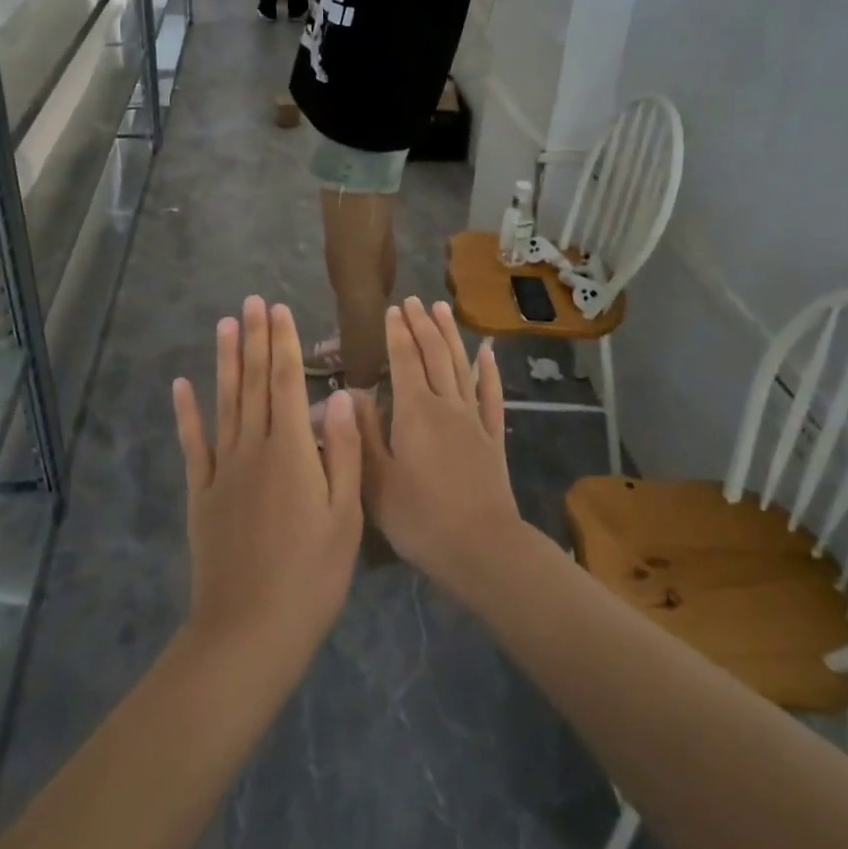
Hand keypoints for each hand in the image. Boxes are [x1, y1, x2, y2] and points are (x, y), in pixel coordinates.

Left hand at [173, 297, 363, 664]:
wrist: (249, 630)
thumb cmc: (311, 574)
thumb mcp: (345, 513)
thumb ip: (340, 448)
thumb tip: (339, 394)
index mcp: (291, 450)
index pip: (285, 381)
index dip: (282, 343)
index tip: (279, 308)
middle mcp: (253, 447)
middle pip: (253, 382)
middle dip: (255, 338)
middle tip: (252, 301)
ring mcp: (223, 468)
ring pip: (225, 402)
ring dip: (225, 361)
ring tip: (225, 325)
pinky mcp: (202, 492)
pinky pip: (194, 443)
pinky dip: (187, 413)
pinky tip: (182, 386)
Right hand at [356, 298, 521, 588]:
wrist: (481, 548)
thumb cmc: (420, 518)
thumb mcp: (376, 480)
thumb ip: (363, 432)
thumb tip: (354, 391)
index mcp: (414, 411)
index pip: (405, 360)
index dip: (398, 333)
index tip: (393, 309)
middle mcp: (446, 405)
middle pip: (434, 354)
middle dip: (422, 325)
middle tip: (414, 300)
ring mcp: (473, 419)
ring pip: (461, 366)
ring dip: (451, 336)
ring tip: (443, 310)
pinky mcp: (493, 437)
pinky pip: (491, 396)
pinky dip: (489, 372)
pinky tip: (488, 354)